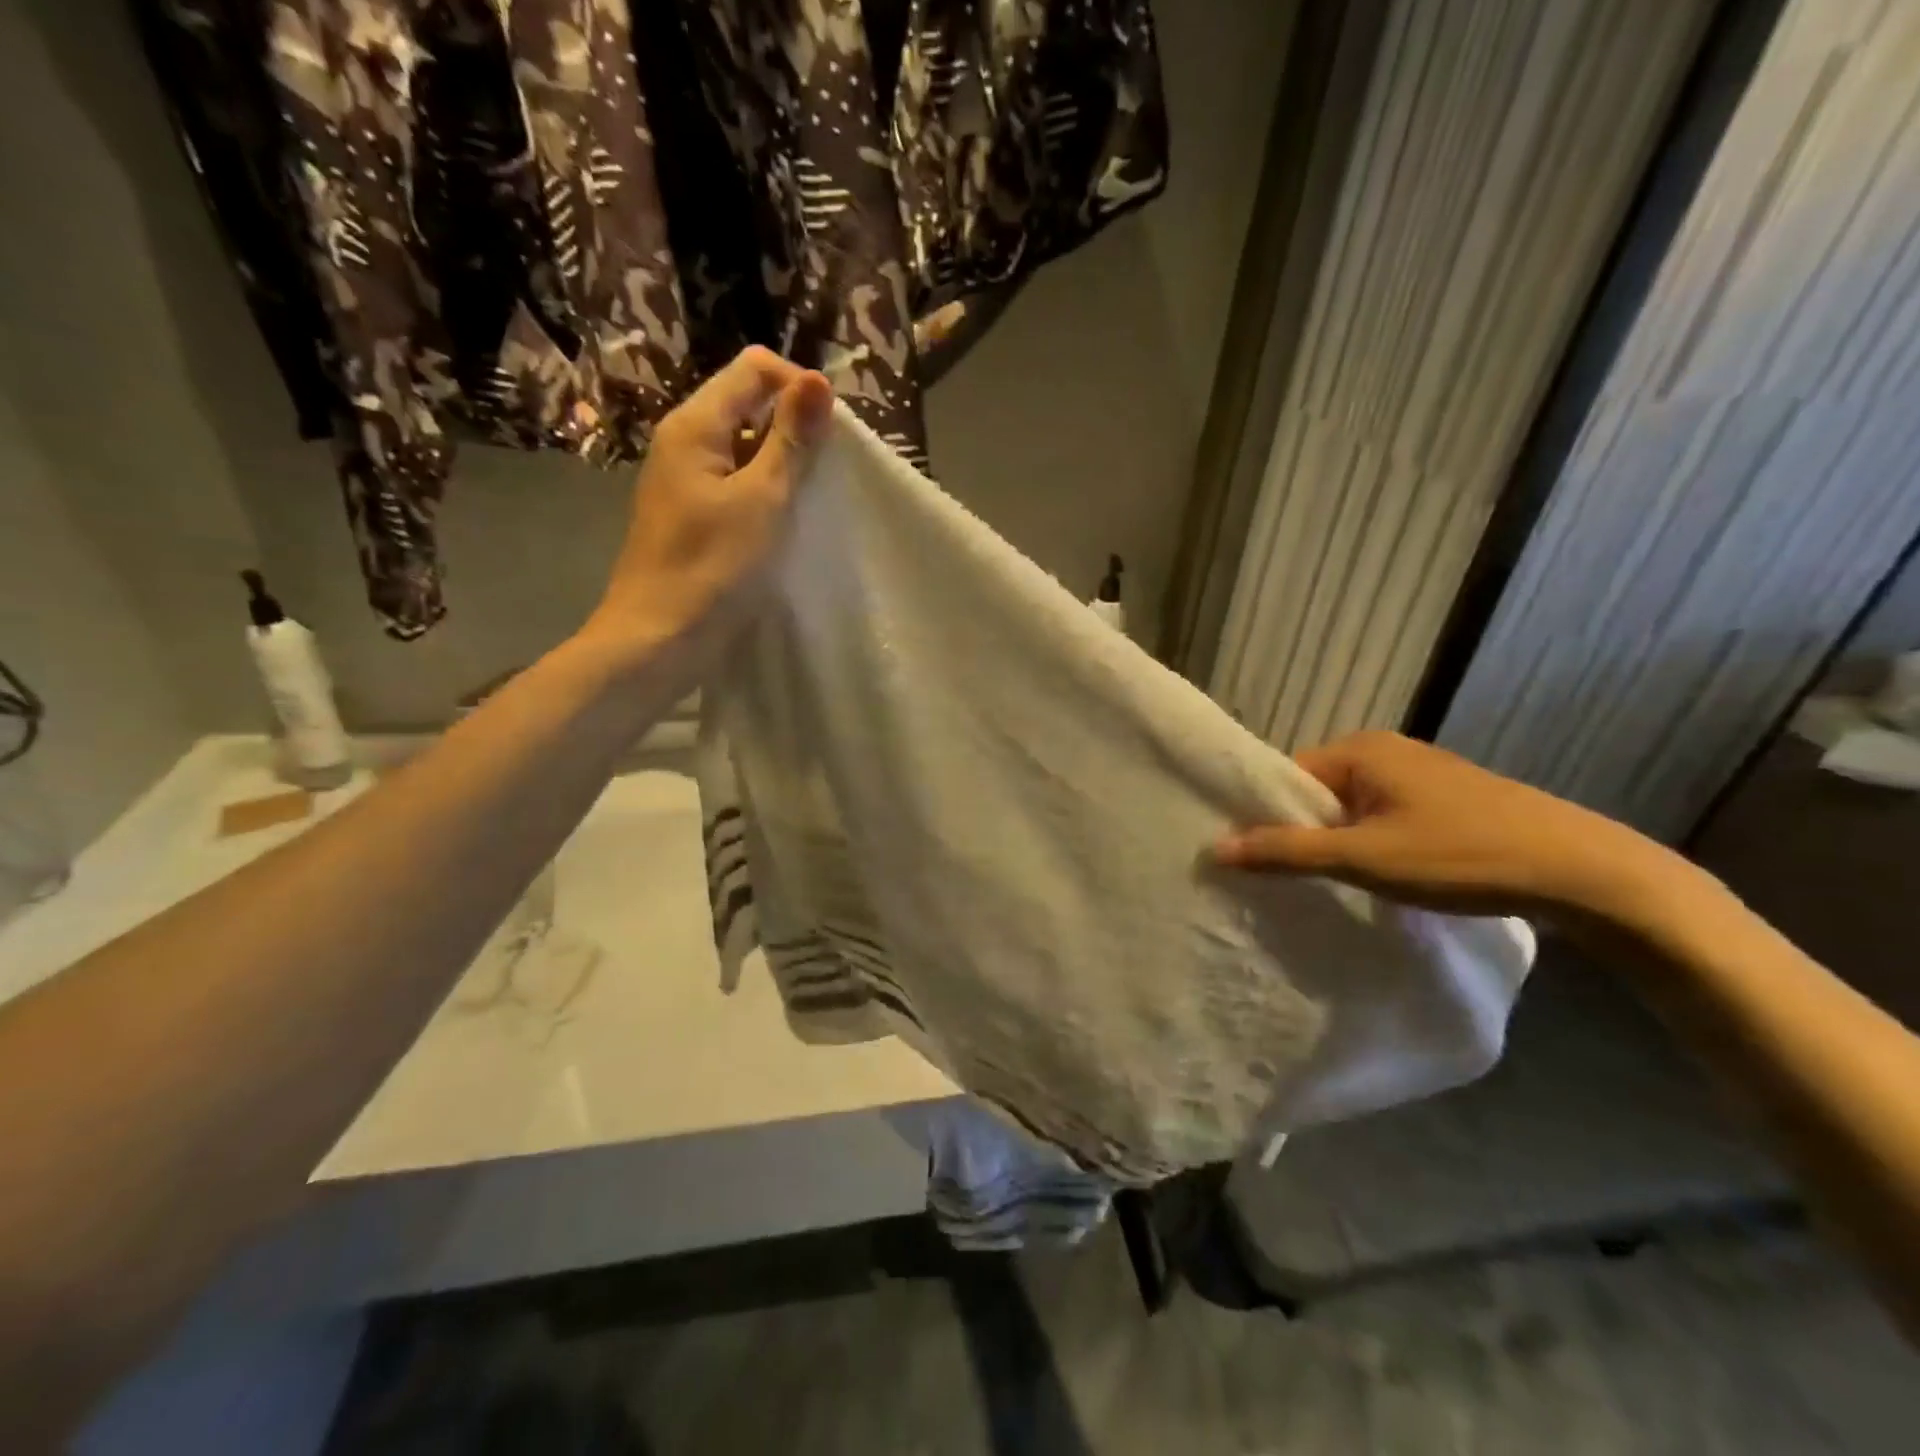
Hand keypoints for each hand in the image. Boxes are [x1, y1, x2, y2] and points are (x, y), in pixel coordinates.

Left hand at [584, 347, 832, 666]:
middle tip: (826, 472)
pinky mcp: (692, 515)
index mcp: (695, 425)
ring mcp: (685, 480)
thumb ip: (791, 440)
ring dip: (782, 463)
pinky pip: (735, 484)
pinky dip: (764, 492)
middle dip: (794, 426)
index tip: (832, 433)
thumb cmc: (713, 567)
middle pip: (748, 404)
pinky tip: (784, 523)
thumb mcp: (763, 499)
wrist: (660, 638)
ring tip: (811, 499)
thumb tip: (817, 379)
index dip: (798, 387)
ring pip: (744, 447)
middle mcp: (684, 441)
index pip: (753, 369)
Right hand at [1212, 731, 1673, 922]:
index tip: (1255, 859)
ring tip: (1331, 883)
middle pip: (1318, 792)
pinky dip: (1372, 843)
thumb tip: (1216, 848)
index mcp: (1360, 750)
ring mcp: (1421, 774)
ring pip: (1353, 808)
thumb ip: (1287, 852)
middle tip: (1288, 879)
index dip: (1267, 817)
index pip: (1287, 777)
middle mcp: (1386, 751)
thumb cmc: (1460, 855)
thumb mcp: (1363, 859)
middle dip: (1303, 832)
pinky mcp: (1449, 800)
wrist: (1585, 873)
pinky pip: (1385, 816)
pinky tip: (1380, 877)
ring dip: (1339, 842)